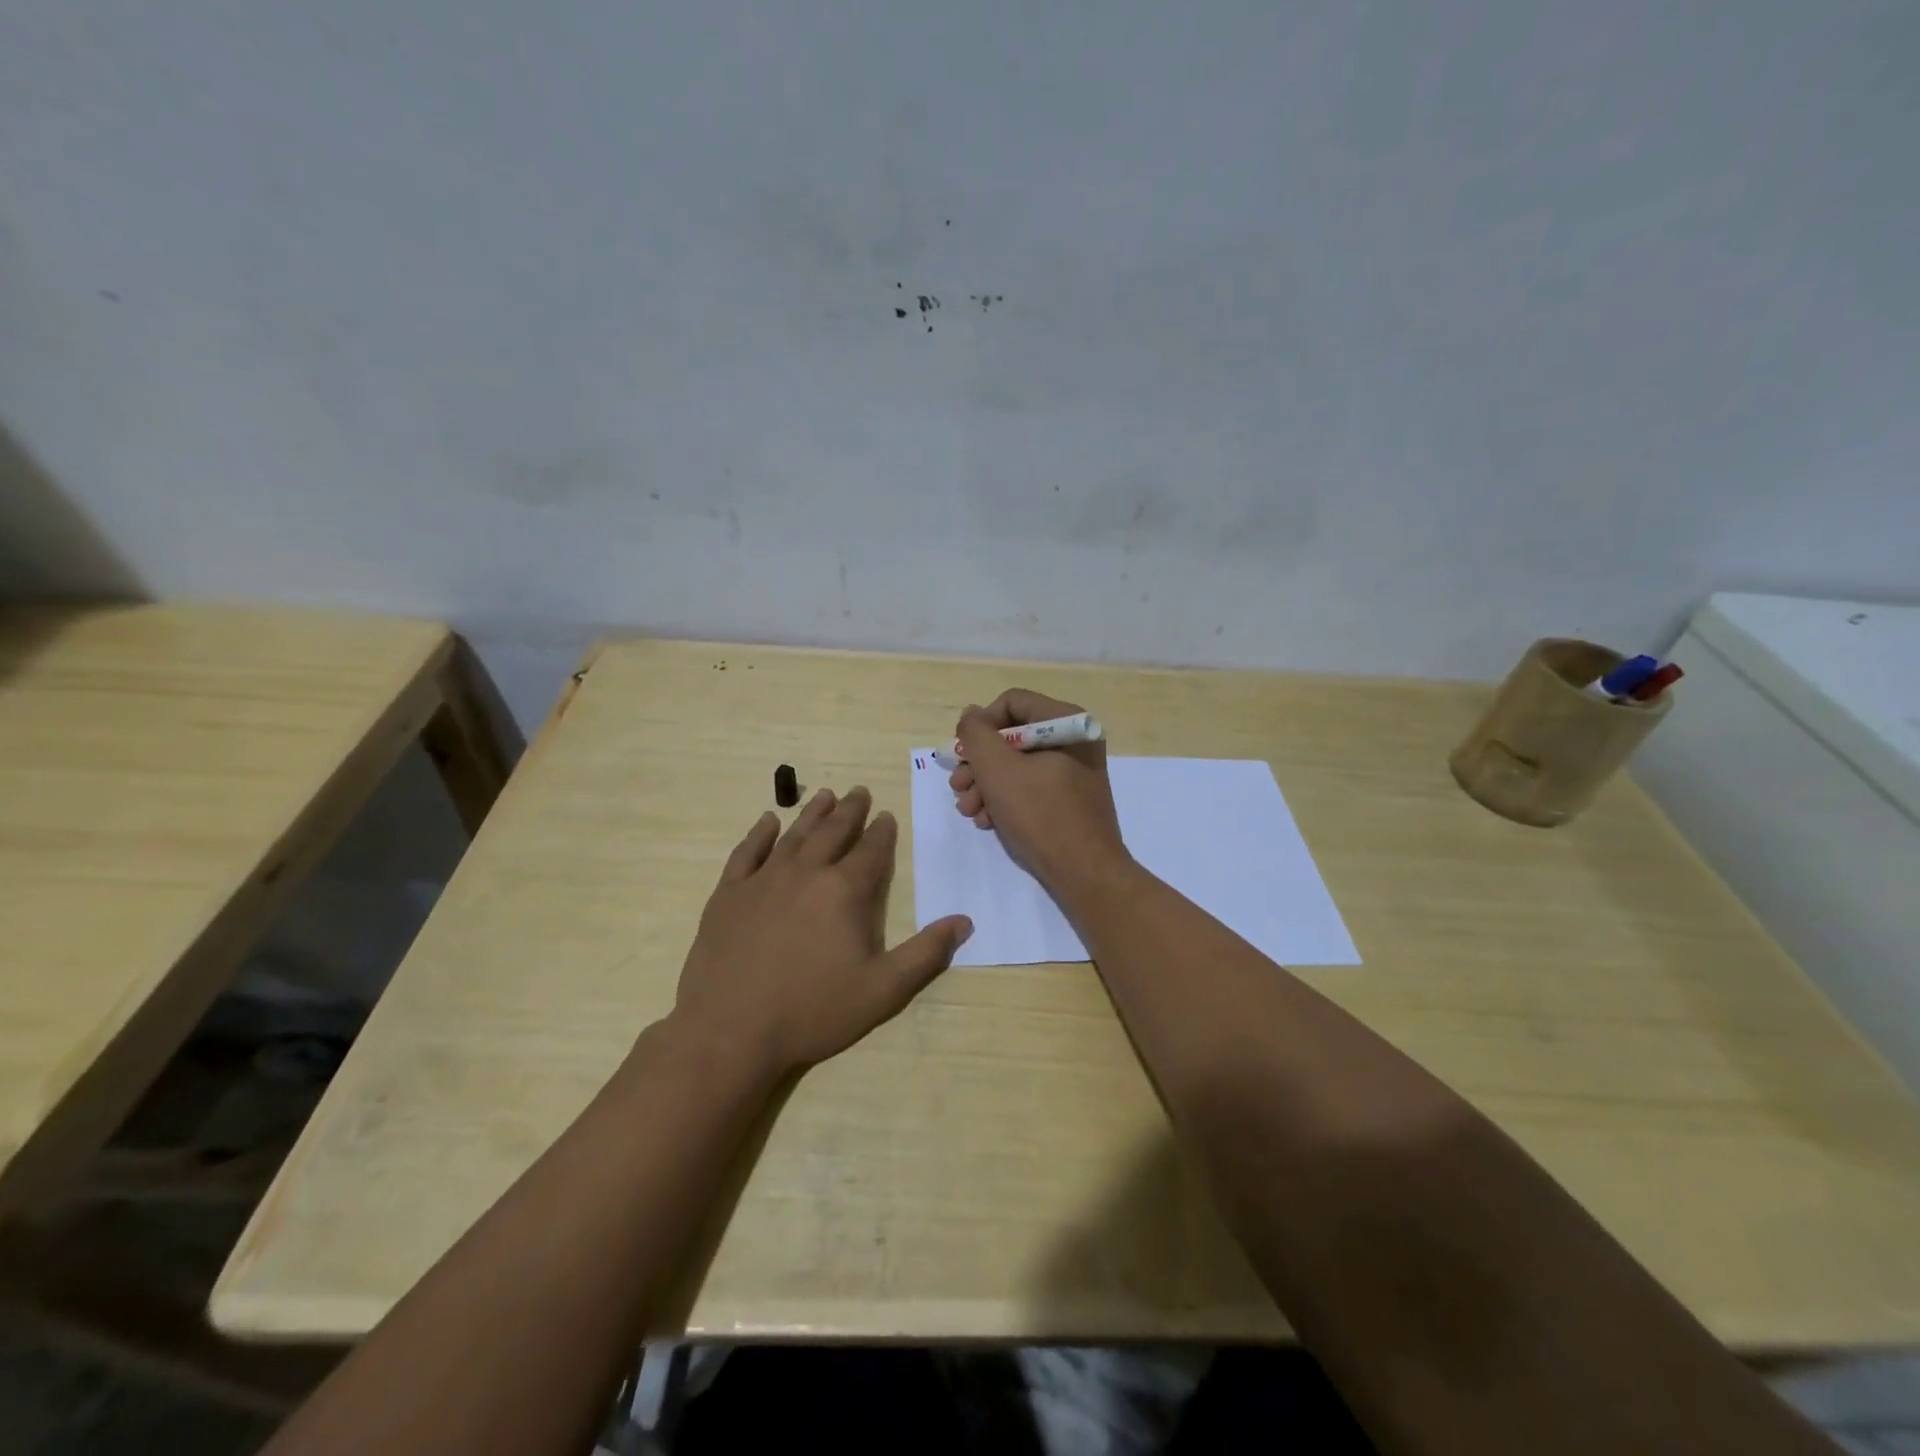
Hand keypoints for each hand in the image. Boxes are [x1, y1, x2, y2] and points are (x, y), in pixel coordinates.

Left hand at [670, 787, 972, 1076]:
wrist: (730, 1032)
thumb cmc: (812, 1011)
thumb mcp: (882, 990)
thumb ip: (925, 953)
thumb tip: (964, 921)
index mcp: (843, 891)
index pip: (870, 851)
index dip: (882, 832)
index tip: (887, 815)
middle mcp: (805, 873)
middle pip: (833, 832)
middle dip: (850, 811)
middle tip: (859, 792)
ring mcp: (762, 881)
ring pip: (793, 835)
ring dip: (812, 814)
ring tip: (825, 795)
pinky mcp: (728, 895)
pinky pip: (746, 853)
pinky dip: (759, 834)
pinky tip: (767, 821)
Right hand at [949, 689, 1128, 887]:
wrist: (1084, 873)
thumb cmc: (1041, 814)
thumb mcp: (998, 769)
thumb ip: (977, 734)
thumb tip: (971, 715)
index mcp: (1066, 722)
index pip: (1011, 702)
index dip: (980, 725)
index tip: (963, 754)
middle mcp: (1073, 739)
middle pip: (1011, 736)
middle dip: (979, 763)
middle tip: (958, 787)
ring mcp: (1073, 770)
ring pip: (1016, 764)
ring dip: (985, 784)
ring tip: (969, 810)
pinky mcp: (1068, 797)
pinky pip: (1029, 786)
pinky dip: (1005, 799)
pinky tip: (988, 821)